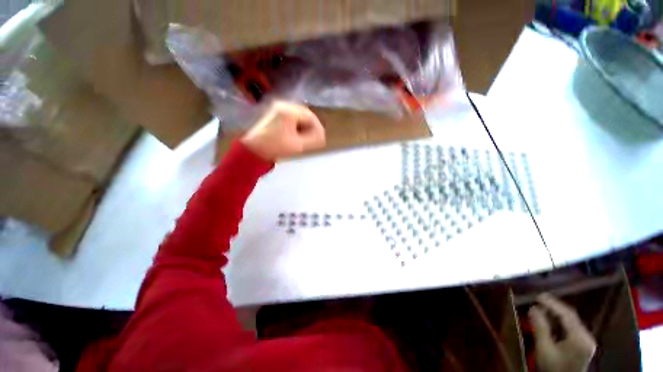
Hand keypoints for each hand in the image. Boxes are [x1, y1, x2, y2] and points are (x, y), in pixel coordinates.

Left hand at [241, 101, 325, 160]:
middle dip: (311, 126)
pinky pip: (291, 116)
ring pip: (298, 115)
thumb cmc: (276, 147)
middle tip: (315, 138)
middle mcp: (283, 105)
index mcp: (289, 111)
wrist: (253, 149)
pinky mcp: (274, 113)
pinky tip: (297, 134)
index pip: (310, 116)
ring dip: (304, 125)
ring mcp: (277, 108)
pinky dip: (297, 124)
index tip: (322, 138)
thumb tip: (322, 136)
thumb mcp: (298, 145)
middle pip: (304, 114)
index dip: (318, 128)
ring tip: (307, 137)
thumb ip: (313, 139)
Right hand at [529, 294, 596, 371]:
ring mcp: (587, 340)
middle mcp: (586, 336)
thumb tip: (533, 308)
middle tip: (538, 300)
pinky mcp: (584, 344)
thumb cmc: (553, 368)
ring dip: (557, 314)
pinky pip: (573, 327)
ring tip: (542, 309)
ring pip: (572, 321)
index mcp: (579, 338)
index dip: (552, 303)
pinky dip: (561, 321)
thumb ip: (540, 328)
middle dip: (554, 307)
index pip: (566, 314)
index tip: (538, 296)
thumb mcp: (544, 349)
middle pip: (571, 316)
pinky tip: (551, 321)